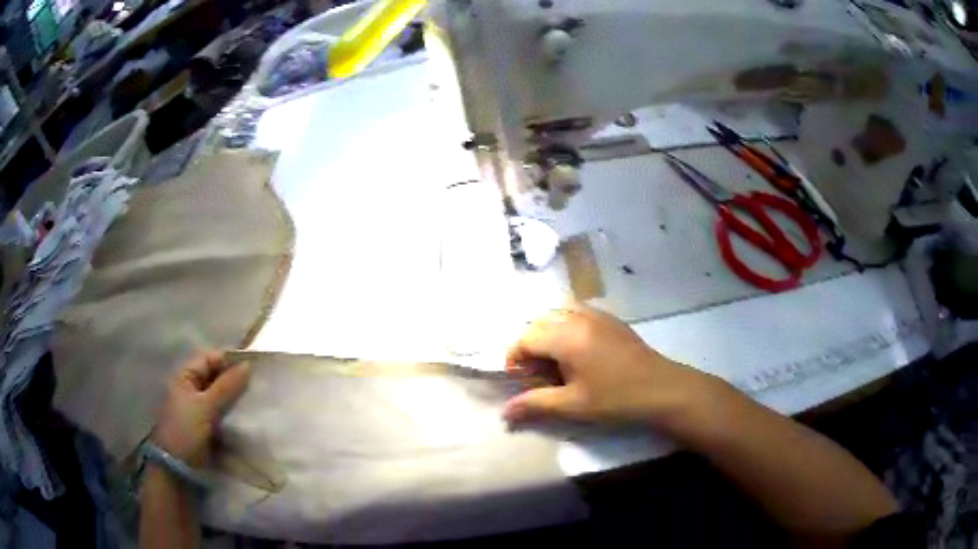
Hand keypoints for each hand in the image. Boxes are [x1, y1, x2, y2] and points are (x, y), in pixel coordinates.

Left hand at [152, 352, 250, 467]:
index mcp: (185, 377)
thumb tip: (248, 365)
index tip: (252, 366)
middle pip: (216, 377)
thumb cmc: (185, 430)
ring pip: (222, 396)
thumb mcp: (205, 406)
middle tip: (258, 384)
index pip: (209, 359)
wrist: (177, 468)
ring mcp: (200, 409)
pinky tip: (249, 416)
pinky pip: (224, 414)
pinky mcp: (208, 427)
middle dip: (235, 380)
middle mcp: (191, 389)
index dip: (228, 360)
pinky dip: (235, 413)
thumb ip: (226, 386)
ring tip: (257, 399)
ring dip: (236, 398)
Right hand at [502, 303, 719, 428]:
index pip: (525, 338)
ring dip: (548, 333)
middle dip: (531, 346)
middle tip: (539, 375)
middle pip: (539, 322)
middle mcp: (578, 317)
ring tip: (556, 361)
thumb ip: (535, 404)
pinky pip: (577, 311)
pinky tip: (577, 351)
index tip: (521, 381)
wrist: (661, 389)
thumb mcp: (572, 405)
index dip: (515, 359)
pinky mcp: (609, 318)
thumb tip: (505, 412)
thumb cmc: (615, 399)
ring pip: (557, 313)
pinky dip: (566, 326)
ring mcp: (596, 314)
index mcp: (566, 337)